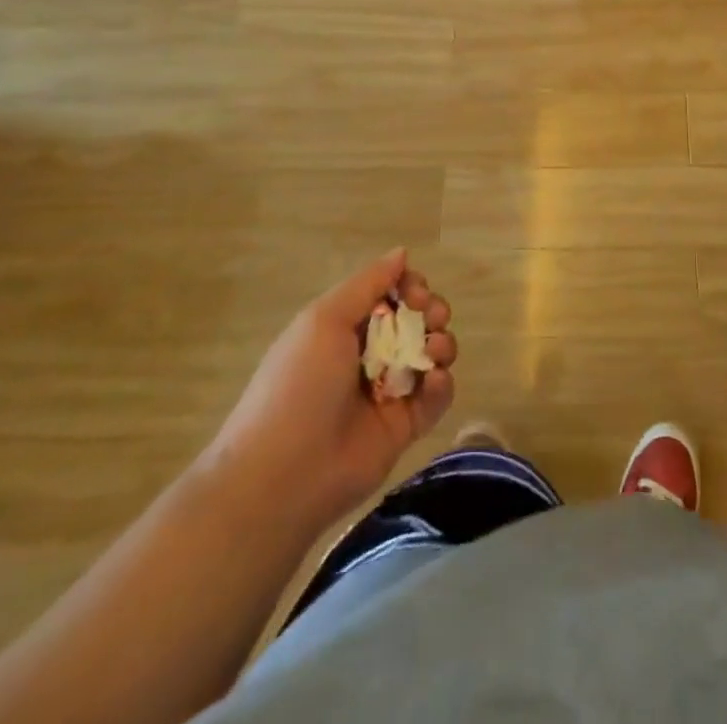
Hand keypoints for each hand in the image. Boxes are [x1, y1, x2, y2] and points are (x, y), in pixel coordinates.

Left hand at [203, 249, 456, 527]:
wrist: (283, 474)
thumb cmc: (299, 384)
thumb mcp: (324, 320)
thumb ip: (367, 284)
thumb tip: (402, 253)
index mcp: (345, 328)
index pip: (390, 294)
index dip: (410, 287)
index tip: (415, 293)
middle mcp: (369, 355)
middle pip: (416, 321)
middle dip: (432, 311)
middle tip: (432, 317)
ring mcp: (388, 392)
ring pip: (431, 356)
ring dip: (442, 344)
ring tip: (434, 351)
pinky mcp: (405, 427)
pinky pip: (435, 398)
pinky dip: (443, 385)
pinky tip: (436, 380)